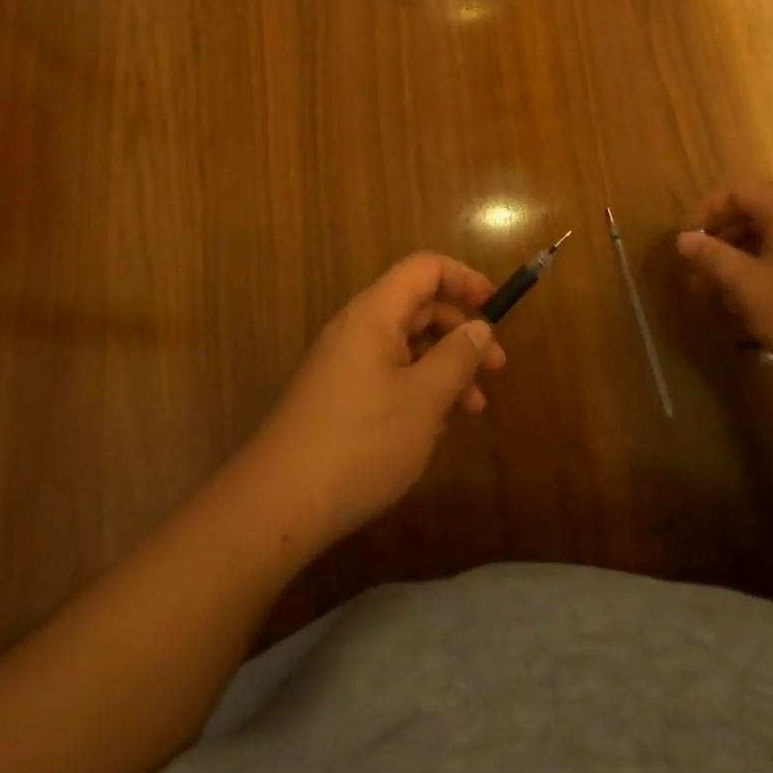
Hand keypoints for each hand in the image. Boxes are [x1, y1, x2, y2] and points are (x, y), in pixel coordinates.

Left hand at [247, 252, 508, 550]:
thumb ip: (457, 357)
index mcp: (374, 313)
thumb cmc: (360, 442)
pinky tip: (434, 427)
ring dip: (444, 366)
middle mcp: (357, 328)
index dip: (463, 278)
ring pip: (406, 345)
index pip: (424, 269)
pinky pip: (388, 372)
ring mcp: (344, 362)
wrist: (277, 504)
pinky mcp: (338, 395)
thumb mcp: (424, 399)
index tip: (495, 307)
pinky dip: (419, 387)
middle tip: (496, 367)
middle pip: (418, 306)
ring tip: (474, 408)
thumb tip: (479, 327)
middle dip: (461, 331)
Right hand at [676, 179, 772, 395]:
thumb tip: (683, 239)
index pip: (733, 193)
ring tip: (721, 305)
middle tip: (699, 281)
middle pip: (751, 217)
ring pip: (770, 243)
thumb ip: (712, 258)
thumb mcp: (748, 286)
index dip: (703, 215)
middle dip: (720, 248)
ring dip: (740, 268)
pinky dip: (766, 277)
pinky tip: (755, 315)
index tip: (686, 247)